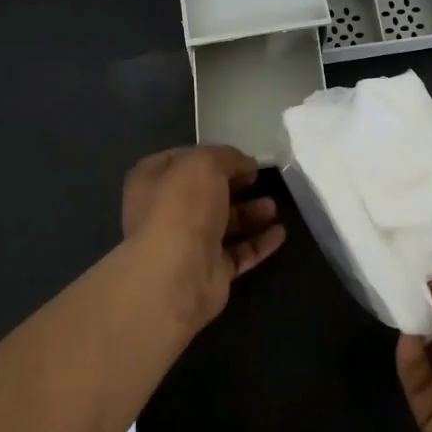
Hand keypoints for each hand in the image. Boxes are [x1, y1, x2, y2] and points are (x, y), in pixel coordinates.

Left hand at [121, 146, 284, 328]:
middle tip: (258, 180)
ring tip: (273, 207)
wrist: (177, 275)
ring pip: (223, 224)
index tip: (239, 157)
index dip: (210, 156)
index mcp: (151, 182)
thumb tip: (245, 164)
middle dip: (234, 186)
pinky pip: (238, 253)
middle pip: (205, 194)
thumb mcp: (205, 164)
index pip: (180, 161)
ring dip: (249, 214)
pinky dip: (258, 243)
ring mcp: (187, 245)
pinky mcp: (209, 272)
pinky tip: (280, 233)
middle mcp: (164, 213)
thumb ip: (227, 157)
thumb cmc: (182, 207)